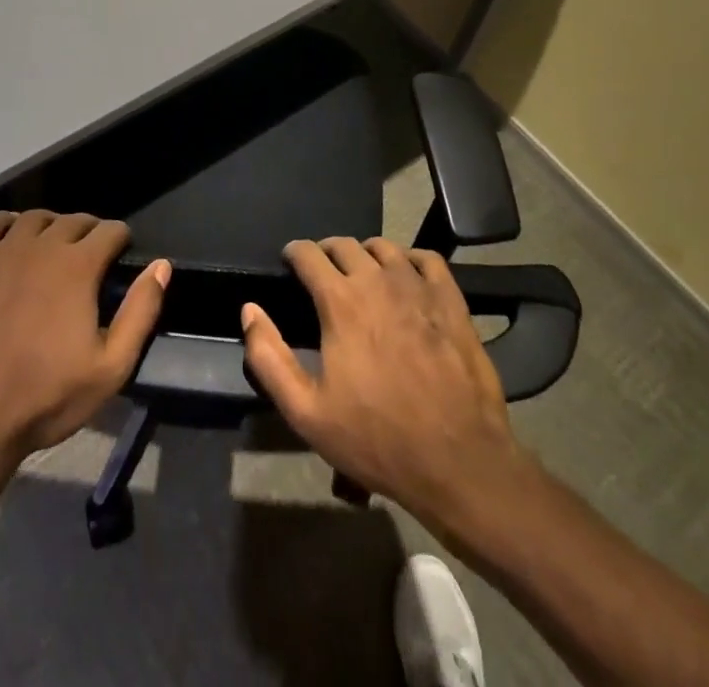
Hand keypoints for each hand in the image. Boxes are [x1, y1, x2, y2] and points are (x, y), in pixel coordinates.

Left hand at [0, 210, 169, 492]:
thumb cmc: (45, 398)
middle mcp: (41, 245)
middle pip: (73, 220)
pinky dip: (6, 224)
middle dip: (88, 232)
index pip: (110, 230)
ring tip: (52, 248)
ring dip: (51, 227)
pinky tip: (10, 239)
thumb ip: (141, 311)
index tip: (120, 255)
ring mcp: (0, 250)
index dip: (120, 240)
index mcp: (78, 266)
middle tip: (89, 256)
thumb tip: (161, 266)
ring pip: (34, 218)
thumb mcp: (111, 368)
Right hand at [241, 237, 530, 527]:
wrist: (458, 463)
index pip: (308, 253)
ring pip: (384, 247)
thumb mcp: (306, 412)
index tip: (289, 263)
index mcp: (340, 301)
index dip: (294, 252)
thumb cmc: (377, 439)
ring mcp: (418, 288)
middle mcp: (377, 281)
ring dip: (366, 254)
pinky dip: (410, 260)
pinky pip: (427, 260)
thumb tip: (249, 310)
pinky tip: (407, 277)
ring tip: (362, 274)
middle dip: (327, 252)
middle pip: (345, 244)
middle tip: (322, 273)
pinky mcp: (451, 301)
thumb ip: (269, 357)